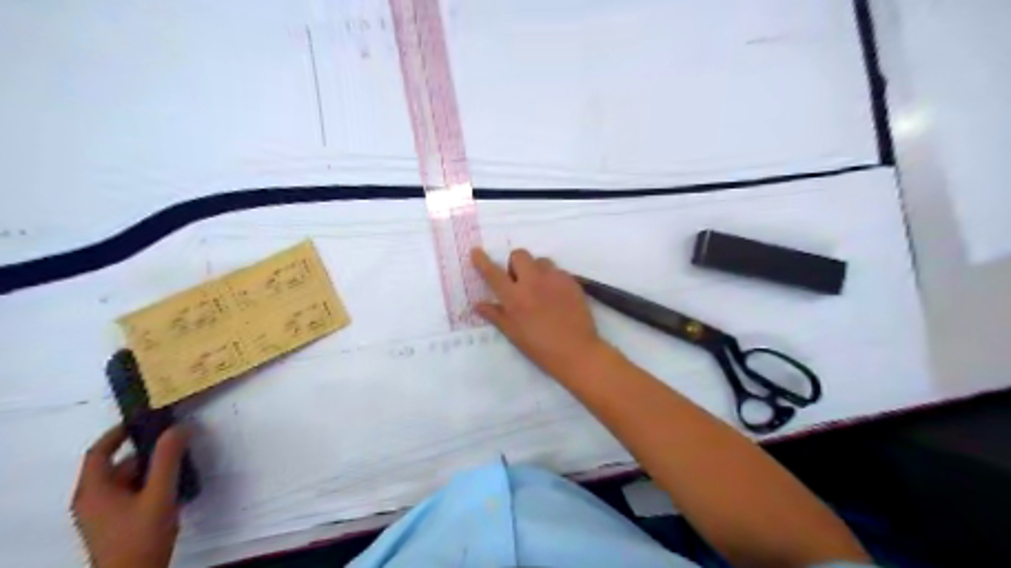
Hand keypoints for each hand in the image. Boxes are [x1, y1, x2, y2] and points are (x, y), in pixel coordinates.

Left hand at [71, 425, 190, 566]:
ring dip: (151, 468)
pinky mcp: (115, 523)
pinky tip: (173, 485)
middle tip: (174, 439)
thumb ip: (167, 460)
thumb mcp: (159, 494)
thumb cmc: (141, 535)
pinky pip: (131, 493)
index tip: (143, 419)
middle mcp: (92, 500)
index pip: (98, 452)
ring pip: (126, 480)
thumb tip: (178, 428)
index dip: (117, 433)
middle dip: (145, 451)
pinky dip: (150, 483)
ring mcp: (102, 514)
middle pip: (116, 466)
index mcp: (94, 490)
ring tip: (180, 461)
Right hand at [469, 249, 601, 376]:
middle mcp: (533, 281)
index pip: (493, 273)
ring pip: (541, 261)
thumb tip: (478, 304)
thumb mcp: (513, 333)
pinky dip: (552, 279)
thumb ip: (495, 315)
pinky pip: (558, 271)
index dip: (482, 261)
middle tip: (518, 281)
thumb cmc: (540, 347)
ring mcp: (554, 279)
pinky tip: (556, 297)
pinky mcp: (572, 281)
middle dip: (515, 263)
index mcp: (515, 296)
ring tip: (539, 289)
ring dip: (535, 270)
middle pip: (519, 255)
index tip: (476, 252)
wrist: (576, 351)